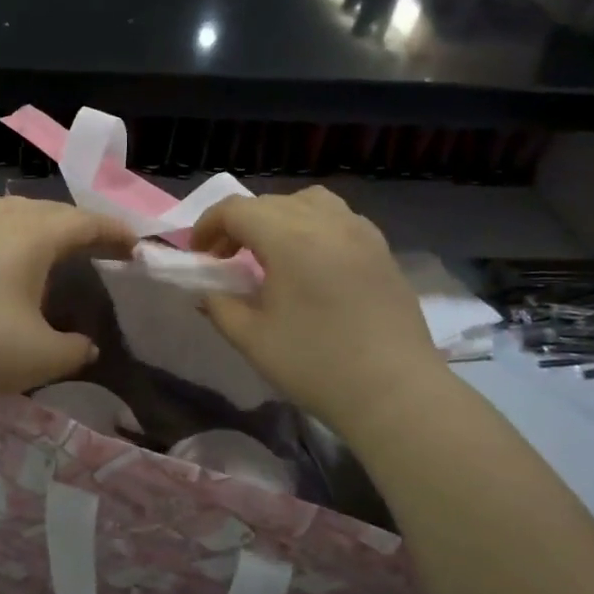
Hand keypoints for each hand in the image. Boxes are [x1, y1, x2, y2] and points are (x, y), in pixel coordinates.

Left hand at [0, 197, 133, 403]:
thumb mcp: (42, 357)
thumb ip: (74, 350)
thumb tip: (85, 347)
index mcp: (31, 236)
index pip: (83, 222)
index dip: (112, 232)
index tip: (134, 245)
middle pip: (47, 210)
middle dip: (78, 224)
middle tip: (98, 245)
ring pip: (9, 213)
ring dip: (37, 223)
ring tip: (49, 245)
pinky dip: (6, 241)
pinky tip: (1, 269)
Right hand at [191, 188, 445, 440]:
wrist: (394, 391)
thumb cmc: (316, 365)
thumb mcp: (252, 339)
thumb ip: (219, 306)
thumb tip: (207, 290)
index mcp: (290, 237)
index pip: (237, 209)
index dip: (208, 225)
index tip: (198, 254)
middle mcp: (326, 221)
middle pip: (270, 202)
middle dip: (239, 223)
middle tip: (226, 258)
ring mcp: (360, 232)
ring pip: (309, 202)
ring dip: (279, 217)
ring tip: (271, 252)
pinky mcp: (382, 250)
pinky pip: (339, 218)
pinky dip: (313, 226)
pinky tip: (311, 262)